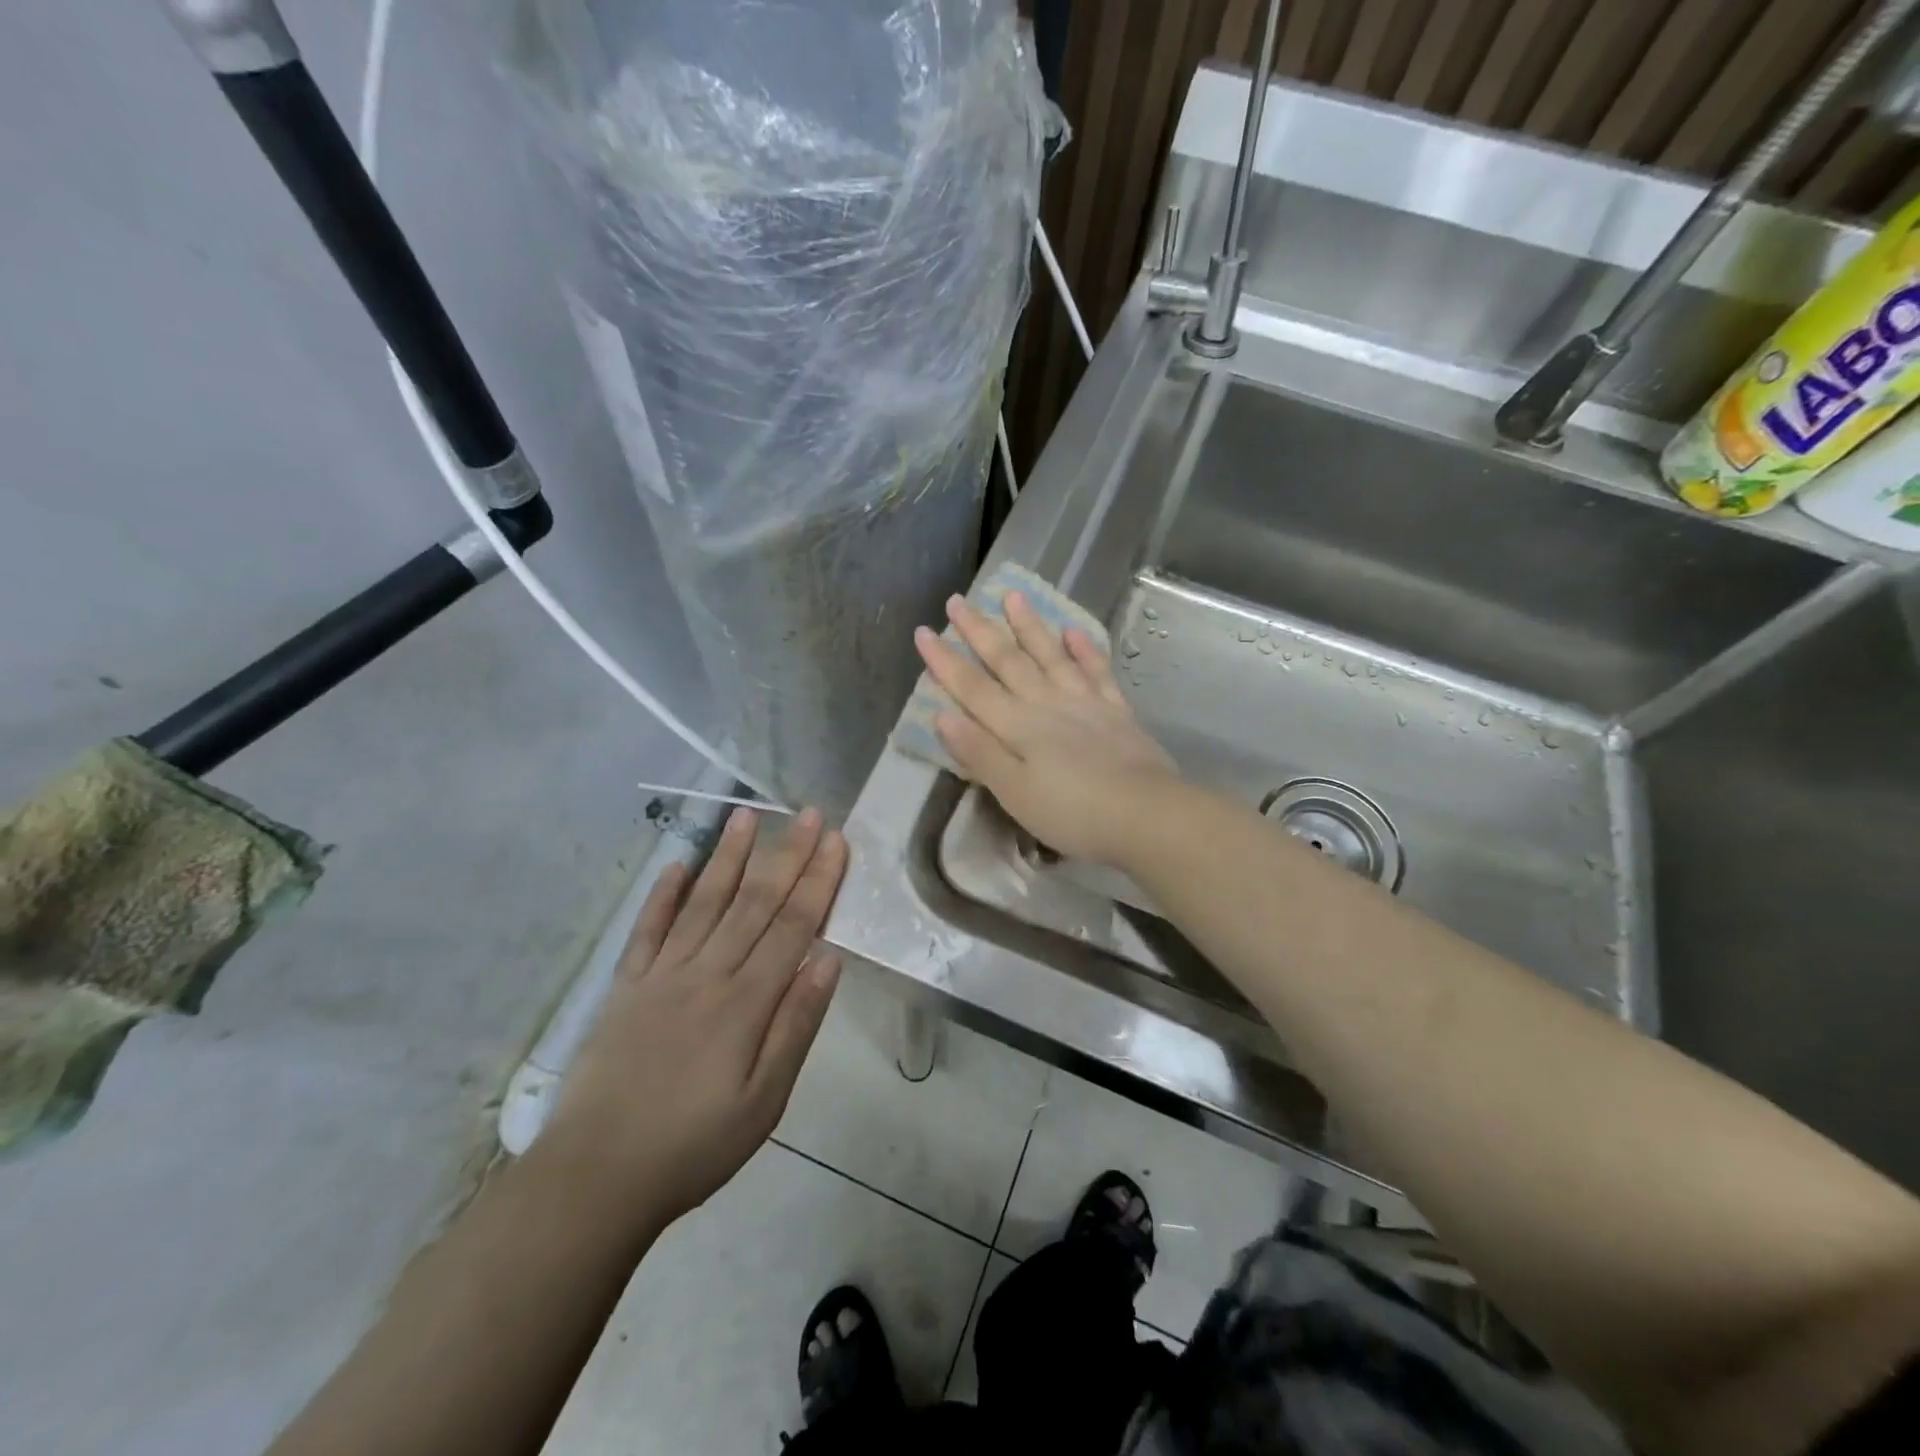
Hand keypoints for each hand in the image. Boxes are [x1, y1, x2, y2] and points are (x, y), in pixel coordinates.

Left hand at [545, 806, 846, 1226]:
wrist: (595, 1178)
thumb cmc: (694, 1145)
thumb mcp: (764, 1101)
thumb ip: (796, 1026)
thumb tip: (828, 961)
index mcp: (745, 1002)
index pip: (792, 927)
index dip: (818, 881)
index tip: (836, 842)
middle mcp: (706, 974)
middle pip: (754, 903)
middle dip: (786, 855)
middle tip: (808, 813)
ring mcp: (661, 976)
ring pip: (703, 903)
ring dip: (728, 858)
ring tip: (747, 816)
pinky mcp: (625, 988)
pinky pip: (647, 930)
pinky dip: (662, 895)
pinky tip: (677, 864)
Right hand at [914, 590, 1182, 866]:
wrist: (1145, 814)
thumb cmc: (1073, 813)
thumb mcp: (1015, 793)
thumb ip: (980, 753)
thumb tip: (942, 715)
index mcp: (1018, 727)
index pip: (972, 688)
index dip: (945, 661)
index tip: (923, 631)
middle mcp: (1047, 704)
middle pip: (1008, 662)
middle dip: (979, 631)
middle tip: (957, 600)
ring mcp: (1084, 703)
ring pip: (1050, 656)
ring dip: (1029, 626)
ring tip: (1013, 595)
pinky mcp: (1116, 710)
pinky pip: (1096, 671)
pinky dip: (1084, 650)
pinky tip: (1073, 631)